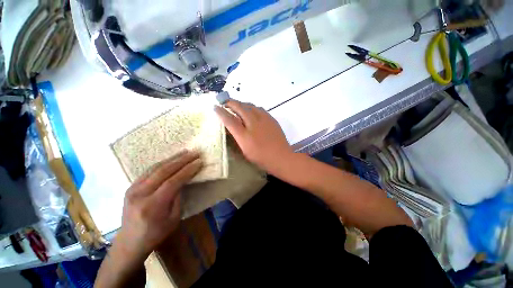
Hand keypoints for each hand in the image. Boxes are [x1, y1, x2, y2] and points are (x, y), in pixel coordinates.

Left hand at [115, 150, 201, 261]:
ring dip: (173, 158)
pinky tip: (172, 159)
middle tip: (194, 153)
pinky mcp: (131, 186)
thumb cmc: (156, 233)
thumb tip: (184, 180)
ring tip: (185, 152)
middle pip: (164, 171)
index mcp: (152, 206)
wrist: (129, 241)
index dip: (188, 170)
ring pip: (155, 168)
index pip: (173, 182)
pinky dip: (163, 163)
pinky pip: (149, 170)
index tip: (199, 162)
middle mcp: (140, 194)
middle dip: (182, 160)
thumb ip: (178, 197)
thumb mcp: (174, 218)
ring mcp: (133, 189)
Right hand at [214, 100, 293, 173]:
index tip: (215, 107)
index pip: (229, 120)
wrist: (281, 157)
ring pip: (250, 105)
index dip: (221, 112)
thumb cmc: (262, 158)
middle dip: (230, 102)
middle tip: (224, 102)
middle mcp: (253, 124)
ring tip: (237, 105)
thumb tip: (232, 126)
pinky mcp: (271, 119)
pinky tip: (251, 110)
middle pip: (240, 108)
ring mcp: (264, 120)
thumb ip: (238, 138)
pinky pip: (259, 108)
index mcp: (245, 136)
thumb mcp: (245, 151)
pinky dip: (252, 107)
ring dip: (241, 104)